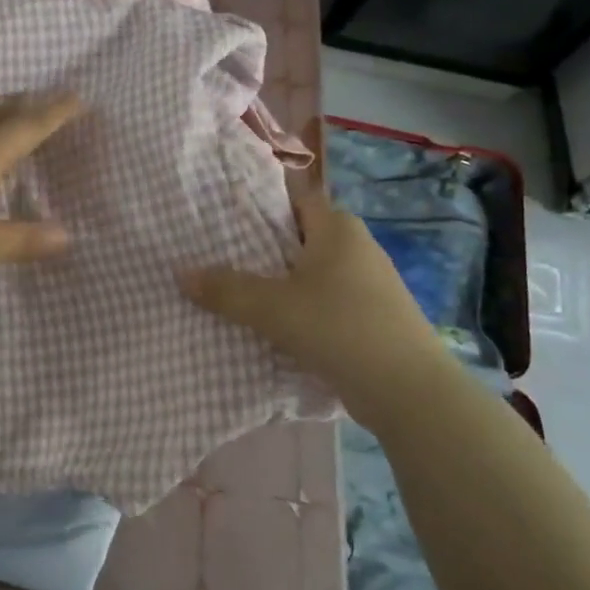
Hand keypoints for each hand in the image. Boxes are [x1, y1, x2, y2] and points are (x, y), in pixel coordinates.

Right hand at [178, 183, 449, 402]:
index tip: (220, 214)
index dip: (259, 202)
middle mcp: (356, 247)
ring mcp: (367, 284)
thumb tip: (180, 273)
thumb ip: (225, 289)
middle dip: (261, 246)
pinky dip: (298, 309)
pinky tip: (271, 326)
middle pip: (298, 237)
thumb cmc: (340, 328)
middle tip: (216, 255)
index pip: (293, 198)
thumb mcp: (272, 307)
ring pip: (310, 274)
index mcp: (338, 227)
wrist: (409, 392)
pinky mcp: (370, 318)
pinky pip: (323, 302)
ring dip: (278, 283)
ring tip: (234, 291)